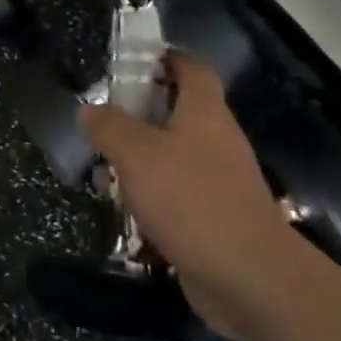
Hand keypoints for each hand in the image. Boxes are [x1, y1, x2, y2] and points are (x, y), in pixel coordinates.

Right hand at [79, 54, 321, 340]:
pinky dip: (150, 199)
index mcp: (204, 112)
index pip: (191, 67)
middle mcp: (216, 140)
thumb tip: (89, 110)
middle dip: (137, 116)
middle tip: (102, 124)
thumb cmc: (192, 200)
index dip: (164, 58)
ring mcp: (218, 182)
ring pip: (171, 157)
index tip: (130, 64)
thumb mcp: (136, 153)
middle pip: (176, 113)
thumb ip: (109, 126)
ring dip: (138, 162)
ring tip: (102, 175)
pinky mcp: (214, 219)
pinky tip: (124, 212)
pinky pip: (176, 196)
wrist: (251, 281)